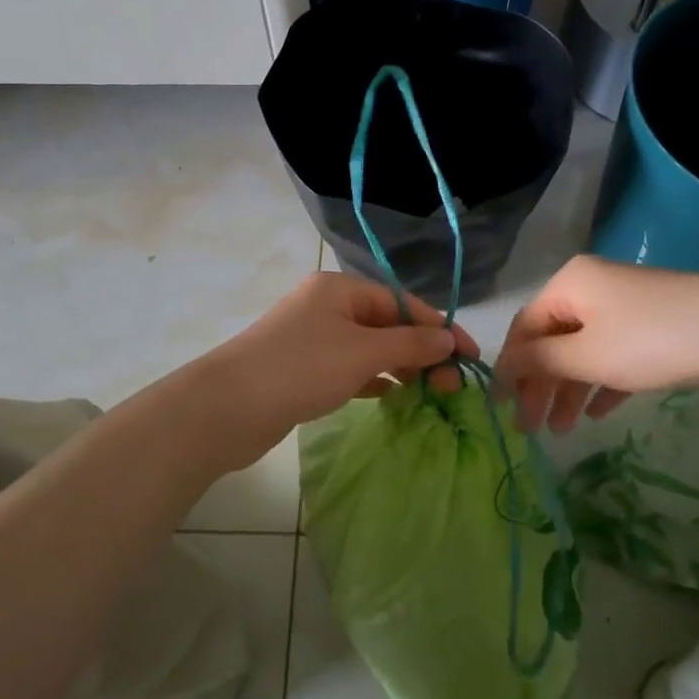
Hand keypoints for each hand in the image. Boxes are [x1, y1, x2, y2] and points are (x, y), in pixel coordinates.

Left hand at [211, 273, 478, 432]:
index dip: (441, 328)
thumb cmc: (300, 369)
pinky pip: (351, 368)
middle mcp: (328, 306)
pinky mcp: (304, 369)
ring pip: (370, 348)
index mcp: (341, 289)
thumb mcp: (362, 352)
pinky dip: (374, 380)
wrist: (226, 408)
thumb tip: (449, 338)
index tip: (471, 357)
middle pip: (388, 324)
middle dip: (423, 351)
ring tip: (431, 394)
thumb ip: (410, 343)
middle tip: (451, 386)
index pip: (404, 303)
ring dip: (401, 367)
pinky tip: (392, 397)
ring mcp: (314, 339)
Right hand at [494, 256, 698, 432]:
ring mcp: (623, 307)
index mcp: (569, 284)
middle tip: (530, 429)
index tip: (502, 410)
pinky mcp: (651, 326)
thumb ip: (540, 362)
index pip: (524, 328)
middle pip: (552, 340)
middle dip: (539, 386)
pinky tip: (594, 413)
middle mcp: (590, 289)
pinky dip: (599, 382)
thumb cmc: (652, 341)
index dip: (510, 369)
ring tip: (561, 431)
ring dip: (568, 390)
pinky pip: (612, 355)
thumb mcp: (587, 355)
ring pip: (582, 351)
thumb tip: (503, 367)